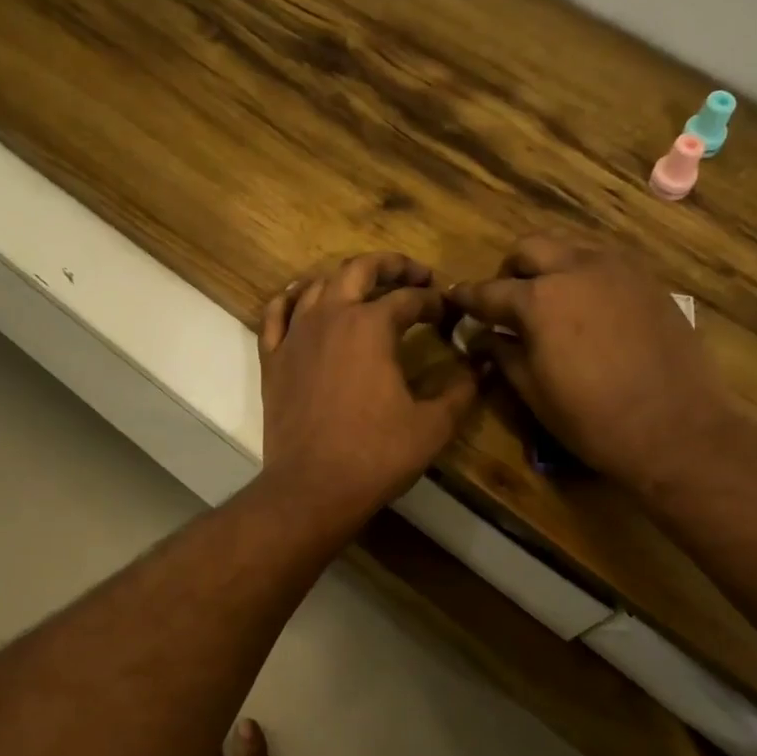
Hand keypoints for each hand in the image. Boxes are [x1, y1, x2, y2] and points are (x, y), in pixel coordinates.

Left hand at [257, 253, 477, 531]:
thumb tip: (484, 366)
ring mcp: (295, 336)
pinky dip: (291, 298)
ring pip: (318, 285)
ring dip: (346, 278)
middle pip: (360, 269)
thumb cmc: (376, 456)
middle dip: (392, 266)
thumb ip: (462, 390)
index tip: (448, 312)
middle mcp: (331, 317)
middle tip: (415, 275)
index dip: (434, 301)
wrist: (312, 488)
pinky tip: (303, 297)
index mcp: (372, 326)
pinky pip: (276, 314)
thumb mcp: (433, 425)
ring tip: (366, 286)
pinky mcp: (272, 359)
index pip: (409, 298)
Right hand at [450, 235, 732, 495]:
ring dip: (550, 265)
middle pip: (530, 247)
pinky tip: (588, 307)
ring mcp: (618, 269)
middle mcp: (576, 268)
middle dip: (510, 270)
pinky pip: (605, 261)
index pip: (489, 291)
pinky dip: (584, 274)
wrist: (676, 428)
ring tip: (549, 301)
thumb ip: (503, 355)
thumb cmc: (593, 419)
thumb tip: (481, 338)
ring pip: (570, 245)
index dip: (466, 297)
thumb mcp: (534, 392)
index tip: (453, 298)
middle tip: (507, 302)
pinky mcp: (648, 280)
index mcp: (539, 299)